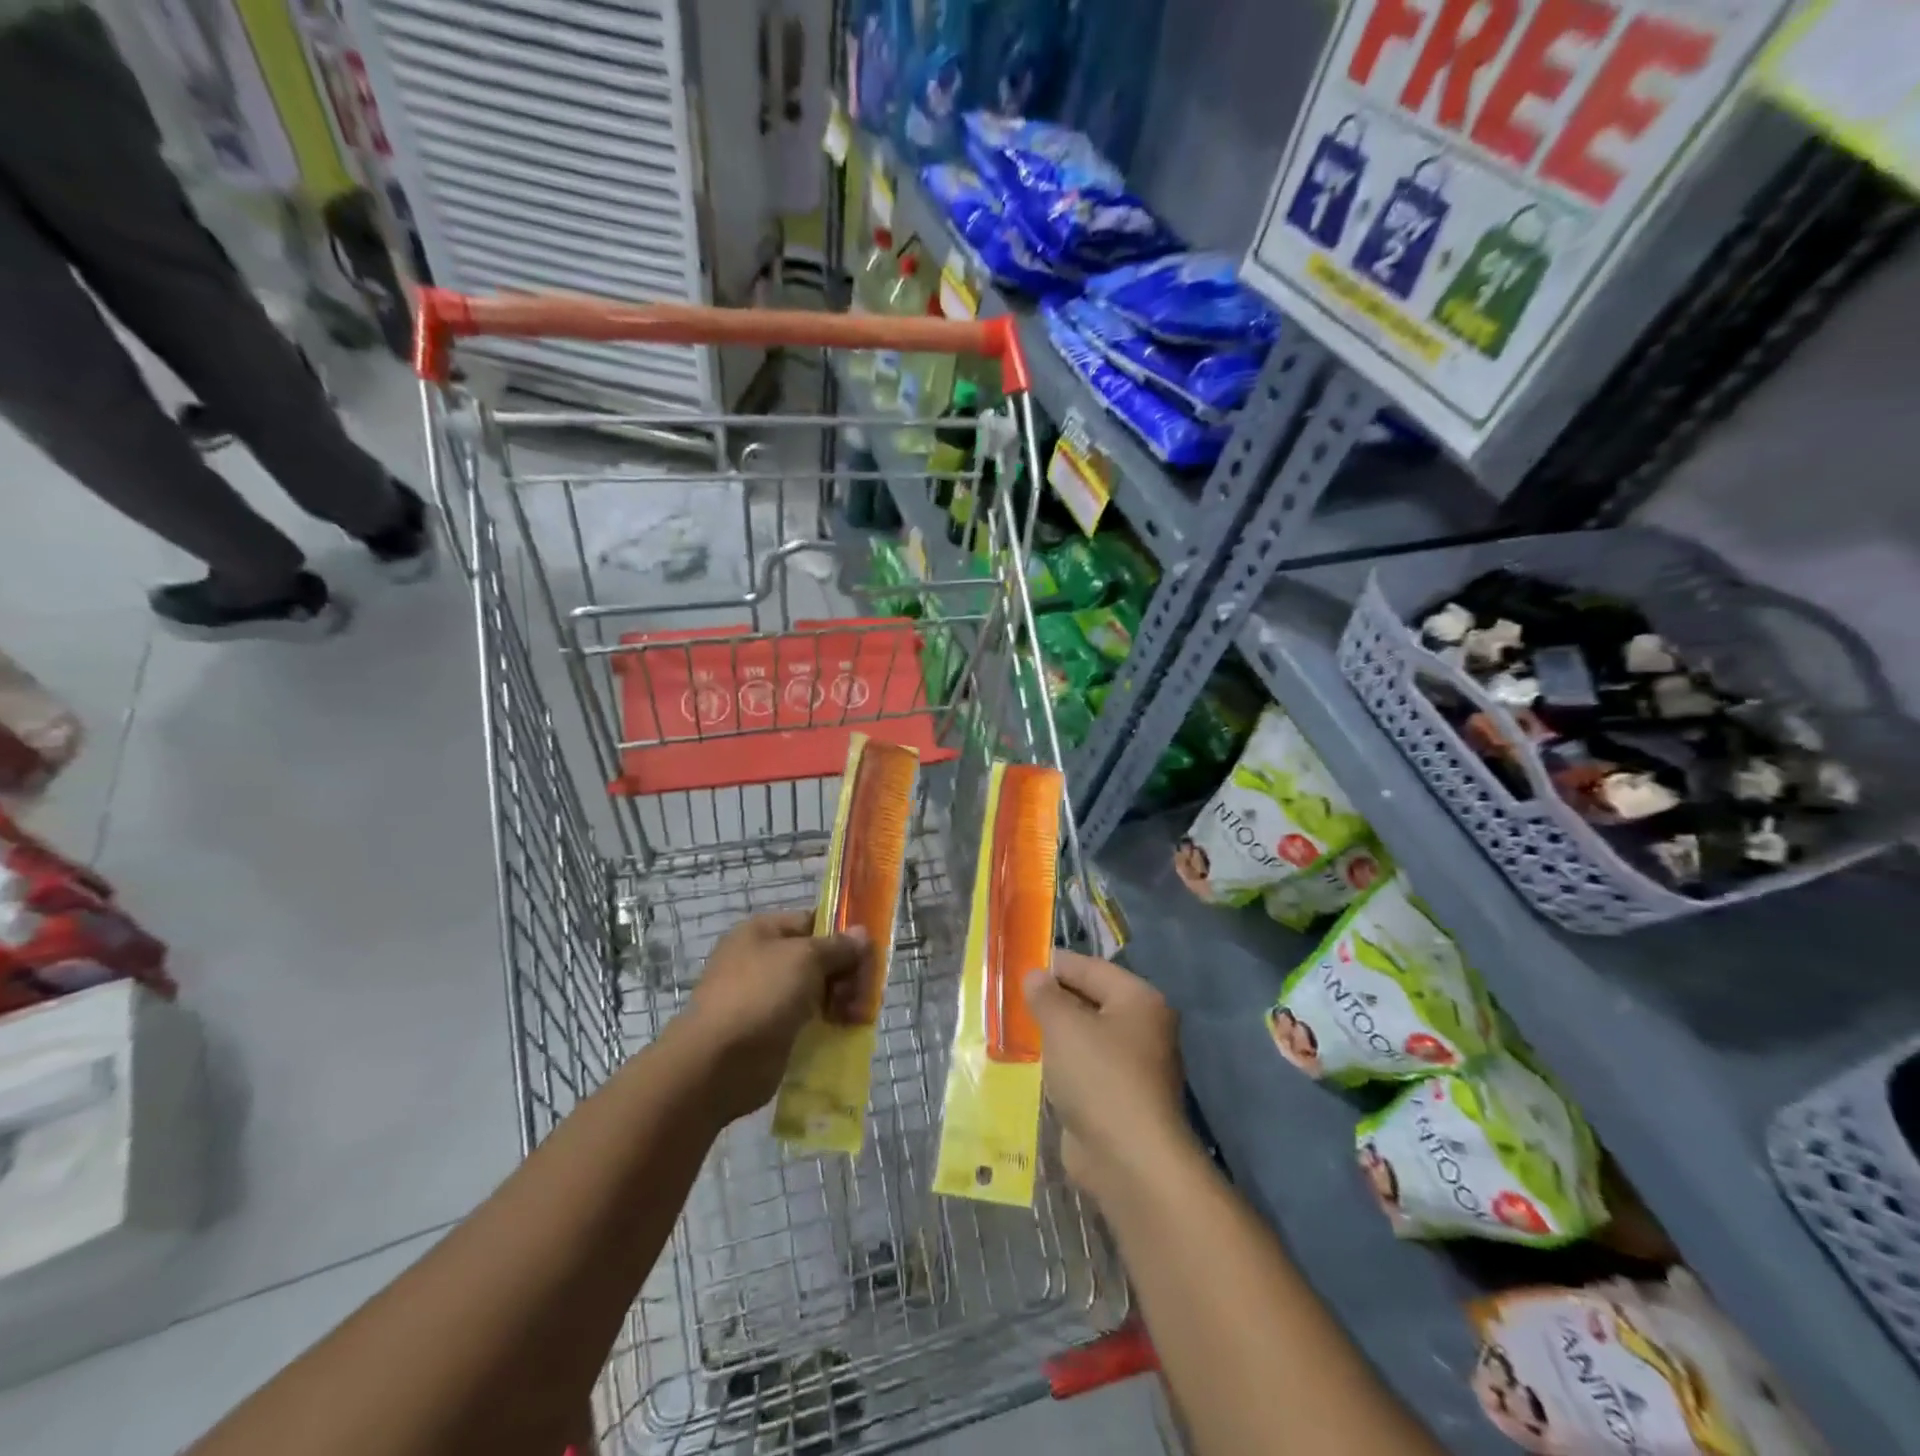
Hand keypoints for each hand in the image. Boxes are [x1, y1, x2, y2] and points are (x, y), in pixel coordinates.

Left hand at [680, 911, 868, 1123]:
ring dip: (842, 999)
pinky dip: (829, 1022)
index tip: (869, 951)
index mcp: (762, 931)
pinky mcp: (772, 1030)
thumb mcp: (806, 958)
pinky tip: (846, 1029)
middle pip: (819, 957)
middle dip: (846, 971)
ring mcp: (766, 997)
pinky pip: (809, 1019)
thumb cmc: (761, 994)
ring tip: (857, 1015)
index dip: (842, 933)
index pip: (813, 921)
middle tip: (865, 990)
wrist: (718, 1063)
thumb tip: (861, 933)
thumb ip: (838, 946)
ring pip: (817, 990)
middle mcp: (762, 960)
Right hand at [1025, 951, 1188, 1206]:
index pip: (1090, 968)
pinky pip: (1083, 1069)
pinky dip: (1060, 1066)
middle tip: (1010, 997)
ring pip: (1084, 1038)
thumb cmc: (1099, 1077)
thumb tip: (1035, 976)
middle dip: (1052, 1000)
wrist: (1129, 1160)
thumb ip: (1045, 996)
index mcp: (1139, 1000)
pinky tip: (1031, 1065)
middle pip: (1089, 1001)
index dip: (1054, 965)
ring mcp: (1132, 1067)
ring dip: (1053, 1035)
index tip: (1018, 964)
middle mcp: (1142, 1028)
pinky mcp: (1118, 1099)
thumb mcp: (1064, 1026)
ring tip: (1013, 1027)